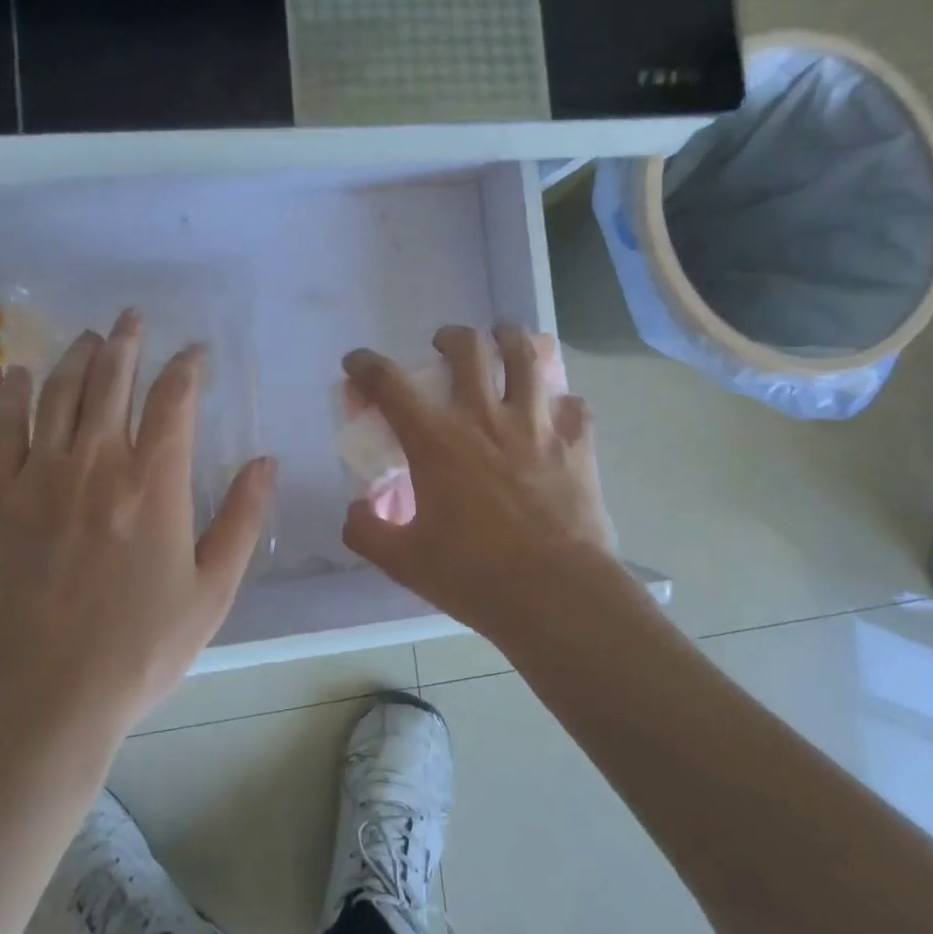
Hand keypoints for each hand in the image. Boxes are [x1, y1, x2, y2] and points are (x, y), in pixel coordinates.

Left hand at [0, 309, 276, 734]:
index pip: (174, 400)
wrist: (39, 696)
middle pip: (112, 380)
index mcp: (154, 482)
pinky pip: (4, 427)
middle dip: (127, 341)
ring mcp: (40, 475)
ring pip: (59, 392)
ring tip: (91, 335)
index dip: (187, 367)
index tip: (195, 351)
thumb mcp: (212, 592)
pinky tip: (18, 371)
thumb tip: (266, 462)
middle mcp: (97, 461)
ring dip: (78, 357)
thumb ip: (242, 520)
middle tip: (134, 316)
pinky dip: (12, 392)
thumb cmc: (137, 649)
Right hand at [340, 324, 626, 643]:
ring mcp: (537, 426)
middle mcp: (485, 418)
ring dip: (510, 339)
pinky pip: (573, 404)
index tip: (356, 362)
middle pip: (468, 348)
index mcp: (436, 440)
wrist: (557, 596)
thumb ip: (367, 532)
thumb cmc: (474, 575)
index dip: (366, 365)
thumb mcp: (404, 562)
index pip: (390, 383)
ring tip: (503, 341)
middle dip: (450, 337)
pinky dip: (560, 402)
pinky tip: (555, 412)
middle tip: (444, 347)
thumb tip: (355, 512)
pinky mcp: (577, 444)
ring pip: (527, 356)